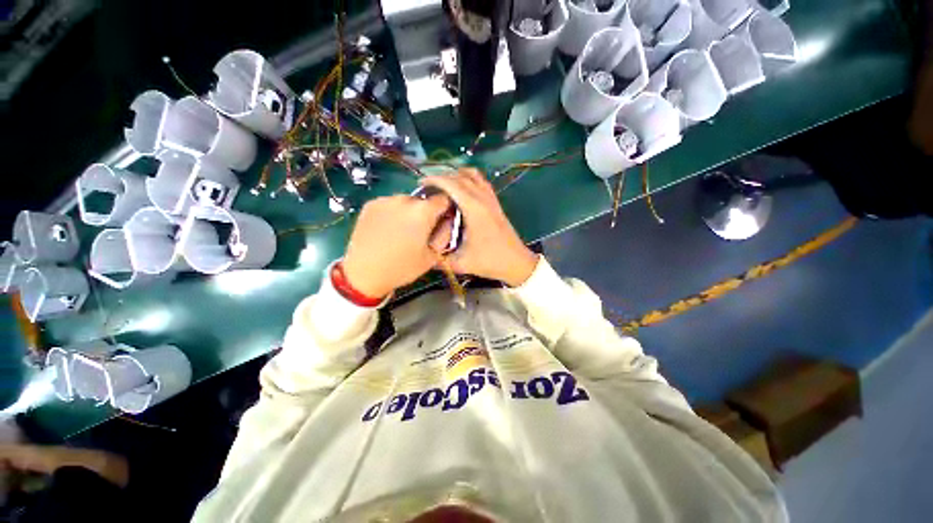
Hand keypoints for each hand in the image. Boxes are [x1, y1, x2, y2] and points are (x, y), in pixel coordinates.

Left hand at [343, 194, 452, 297]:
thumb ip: (445, 235)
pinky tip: (386, 230)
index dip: (445, 210)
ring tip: (400, 232)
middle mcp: (404, 199)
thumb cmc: (402, 267)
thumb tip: (448, 221)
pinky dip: (392, 213)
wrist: (364, 273)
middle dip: (425, 213)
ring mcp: (385, 200)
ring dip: (408, 212)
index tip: (441, 222)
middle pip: (423, 200)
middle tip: (419, 232)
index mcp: (423, 211)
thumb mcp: (433, 256)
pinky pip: (389, 204)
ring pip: (405, 202)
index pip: (443, 199)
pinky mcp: (370, 204)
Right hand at [421, 169, 538, 286]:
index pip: (451, 184)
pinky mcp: (496, 203)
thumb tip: (423, 253)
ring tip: (444, 185)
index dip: (434, 179)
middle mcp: (483, 199)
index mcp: (473, 209)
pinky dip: (469, 179)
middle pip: (461, 176)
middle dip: (443, 177)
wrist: (516, 263)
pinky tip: (462, 191)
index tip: (421, 183)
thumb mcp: (461, 263)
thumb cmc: (490, 261)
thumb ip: (440, 259)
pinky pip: (482, 182)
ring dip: (457, 175)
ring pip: (474, 175)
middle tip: (429, 187)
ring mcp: (491, 199)